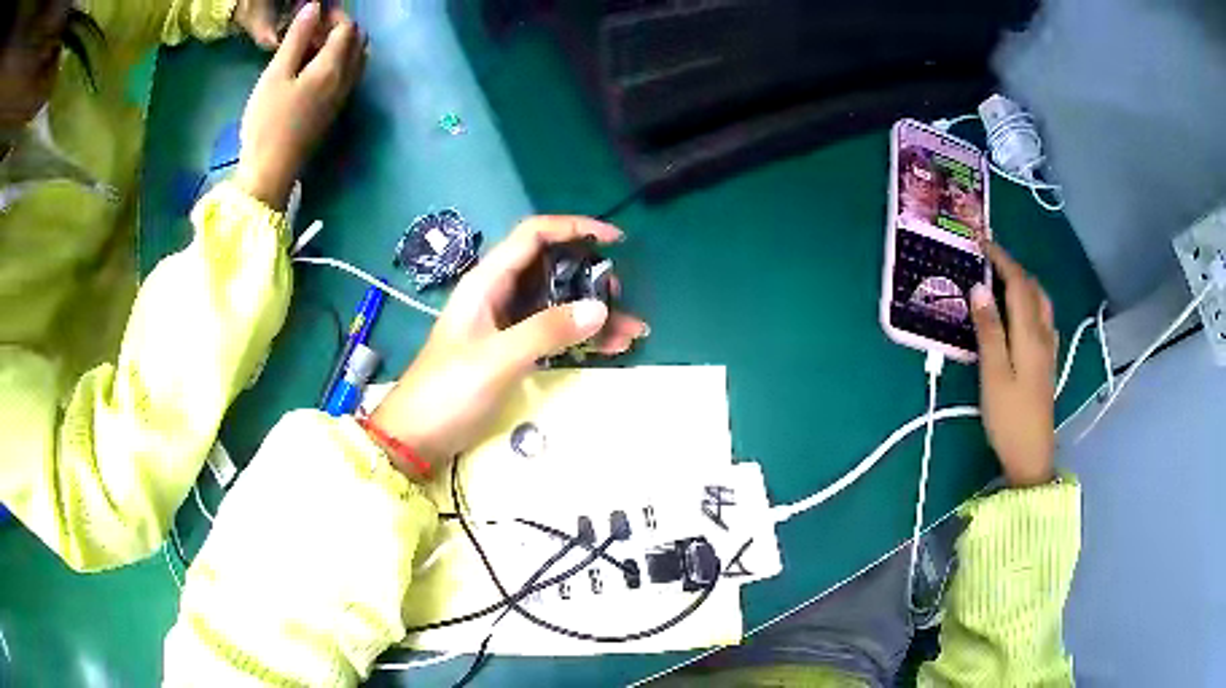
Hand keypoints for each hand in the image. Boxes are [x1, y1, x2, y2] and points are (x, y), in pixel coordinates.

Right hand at [234, 2, 366, 208]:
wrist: (270, 173)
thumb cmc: (267, 122)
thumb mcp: (276, 75)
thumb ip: (297, 39)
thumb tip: (314, 7)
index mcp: (333, 68)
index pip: (347, 28)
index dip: (334, 14)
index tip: (313, 11)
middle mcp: (347, 80)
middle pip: (357, 42)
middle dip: (340, 27)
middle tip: (311, 27)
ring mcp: (343, 98)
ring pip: (356, 60)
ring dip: (341, 45)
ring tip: (311, 45)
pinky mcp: (335, 112)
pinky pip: (348, 76)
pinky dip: (339, 62)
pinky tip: (314, 68)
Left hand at [369, 217, 649, 475]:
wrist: (417, 435)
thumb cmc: (447, 391)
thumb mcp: (496, 359)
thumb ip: (545, 332)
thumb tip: (600, 309)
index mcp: (487, 282)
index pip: (534, 235)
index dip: (574, 228)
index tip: (615, 239)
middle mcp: (499, 294)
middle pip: (552, 267)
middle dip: (591, 276)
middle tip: (620, 297)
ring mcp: (507, 323)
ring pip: (558, 303)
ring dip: (593, 313)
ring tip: (631, 331)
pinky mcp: (513, 350)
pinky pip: (554, 333)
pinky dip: (582, 337)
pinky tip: (611, 347)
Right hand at [970, 243, 1057, 487]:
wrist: (1032, 456)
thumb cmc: (1009, 417)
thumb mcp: (994, 374)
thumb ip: (988, 330)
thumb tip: (979, 288)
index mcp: (1030, 333)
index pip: (1019, 283)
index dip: (1002, 259)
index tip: (981, 242)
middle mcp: (1043, 334)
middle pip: (1034, 289)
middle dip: (1013, 267)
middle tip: (989, 260)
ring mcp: (1048, 349)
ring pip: (1041, 303)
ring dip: (1024, 283)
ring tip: (1003, 279)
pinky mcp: (1047, 363)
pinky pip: (1042, 319)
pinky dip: (1030, 303)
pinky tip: (1021, 312)